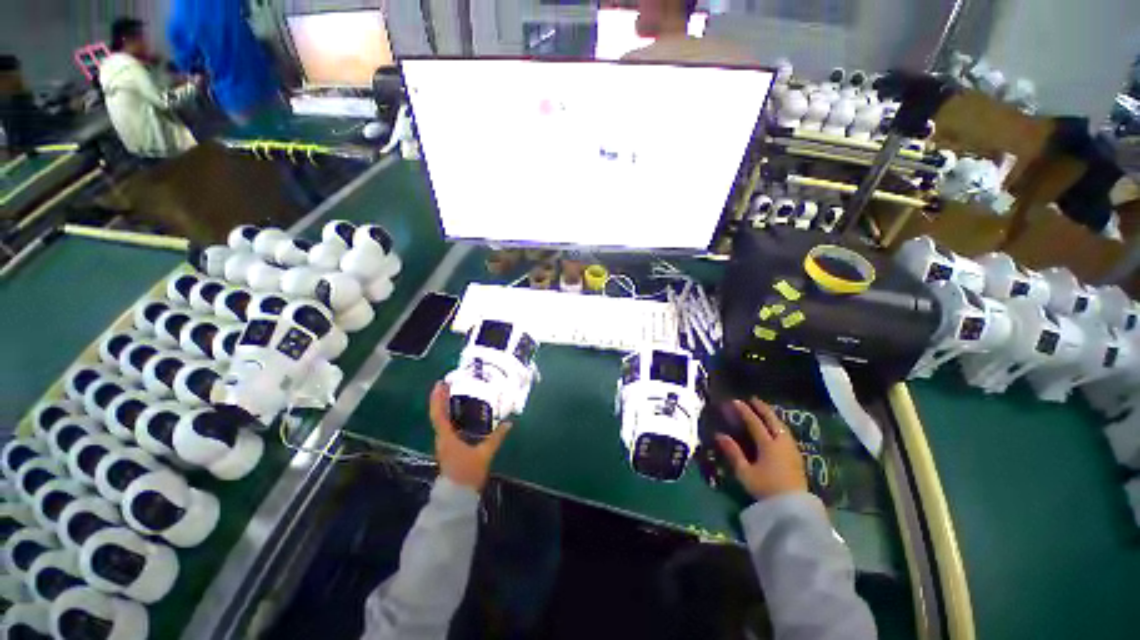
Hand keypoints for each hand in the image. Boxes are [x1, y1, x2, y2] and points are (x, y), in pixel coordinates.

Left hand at [429, 382, 511, 490]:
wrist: (457, 496)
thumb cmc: (468, 472)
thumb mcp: (485, 454)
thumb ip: (496, 437)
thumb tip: (509, 423)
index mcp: (446, 437)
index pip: (438, 414)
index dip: (437, 398)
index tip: (440, 384)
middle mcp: (442, 438)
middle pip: (438, 414)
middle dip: (441, 398)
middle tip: (449, 383)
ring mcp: (444, 443)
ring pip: (441, 420)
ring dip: (444, 406)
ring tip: (454, 394)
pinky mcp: (448, 447)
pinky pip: (446, 426)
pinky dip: (449, 416)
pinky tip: (460, 413)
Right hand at [715, 398, 806, 499]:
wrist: (793, 509)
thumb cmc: (766, 489)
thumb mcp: (745, 472)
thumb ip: (733, 452)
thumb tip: (719, 435)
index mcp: (768, 444)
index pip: (754, 422)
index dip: (744, 411)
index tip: (735, 401)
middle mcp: (781, 443)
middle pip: (773, 420)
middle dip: (762, 408)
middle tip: (753, 399)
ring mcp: (792, 450)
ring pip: (782, 427)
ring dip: (772, 416)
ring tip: (765, 411)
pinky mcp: (797, 458)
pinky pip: (786, 434)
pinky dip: (779, 426)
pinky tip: (776, 429)